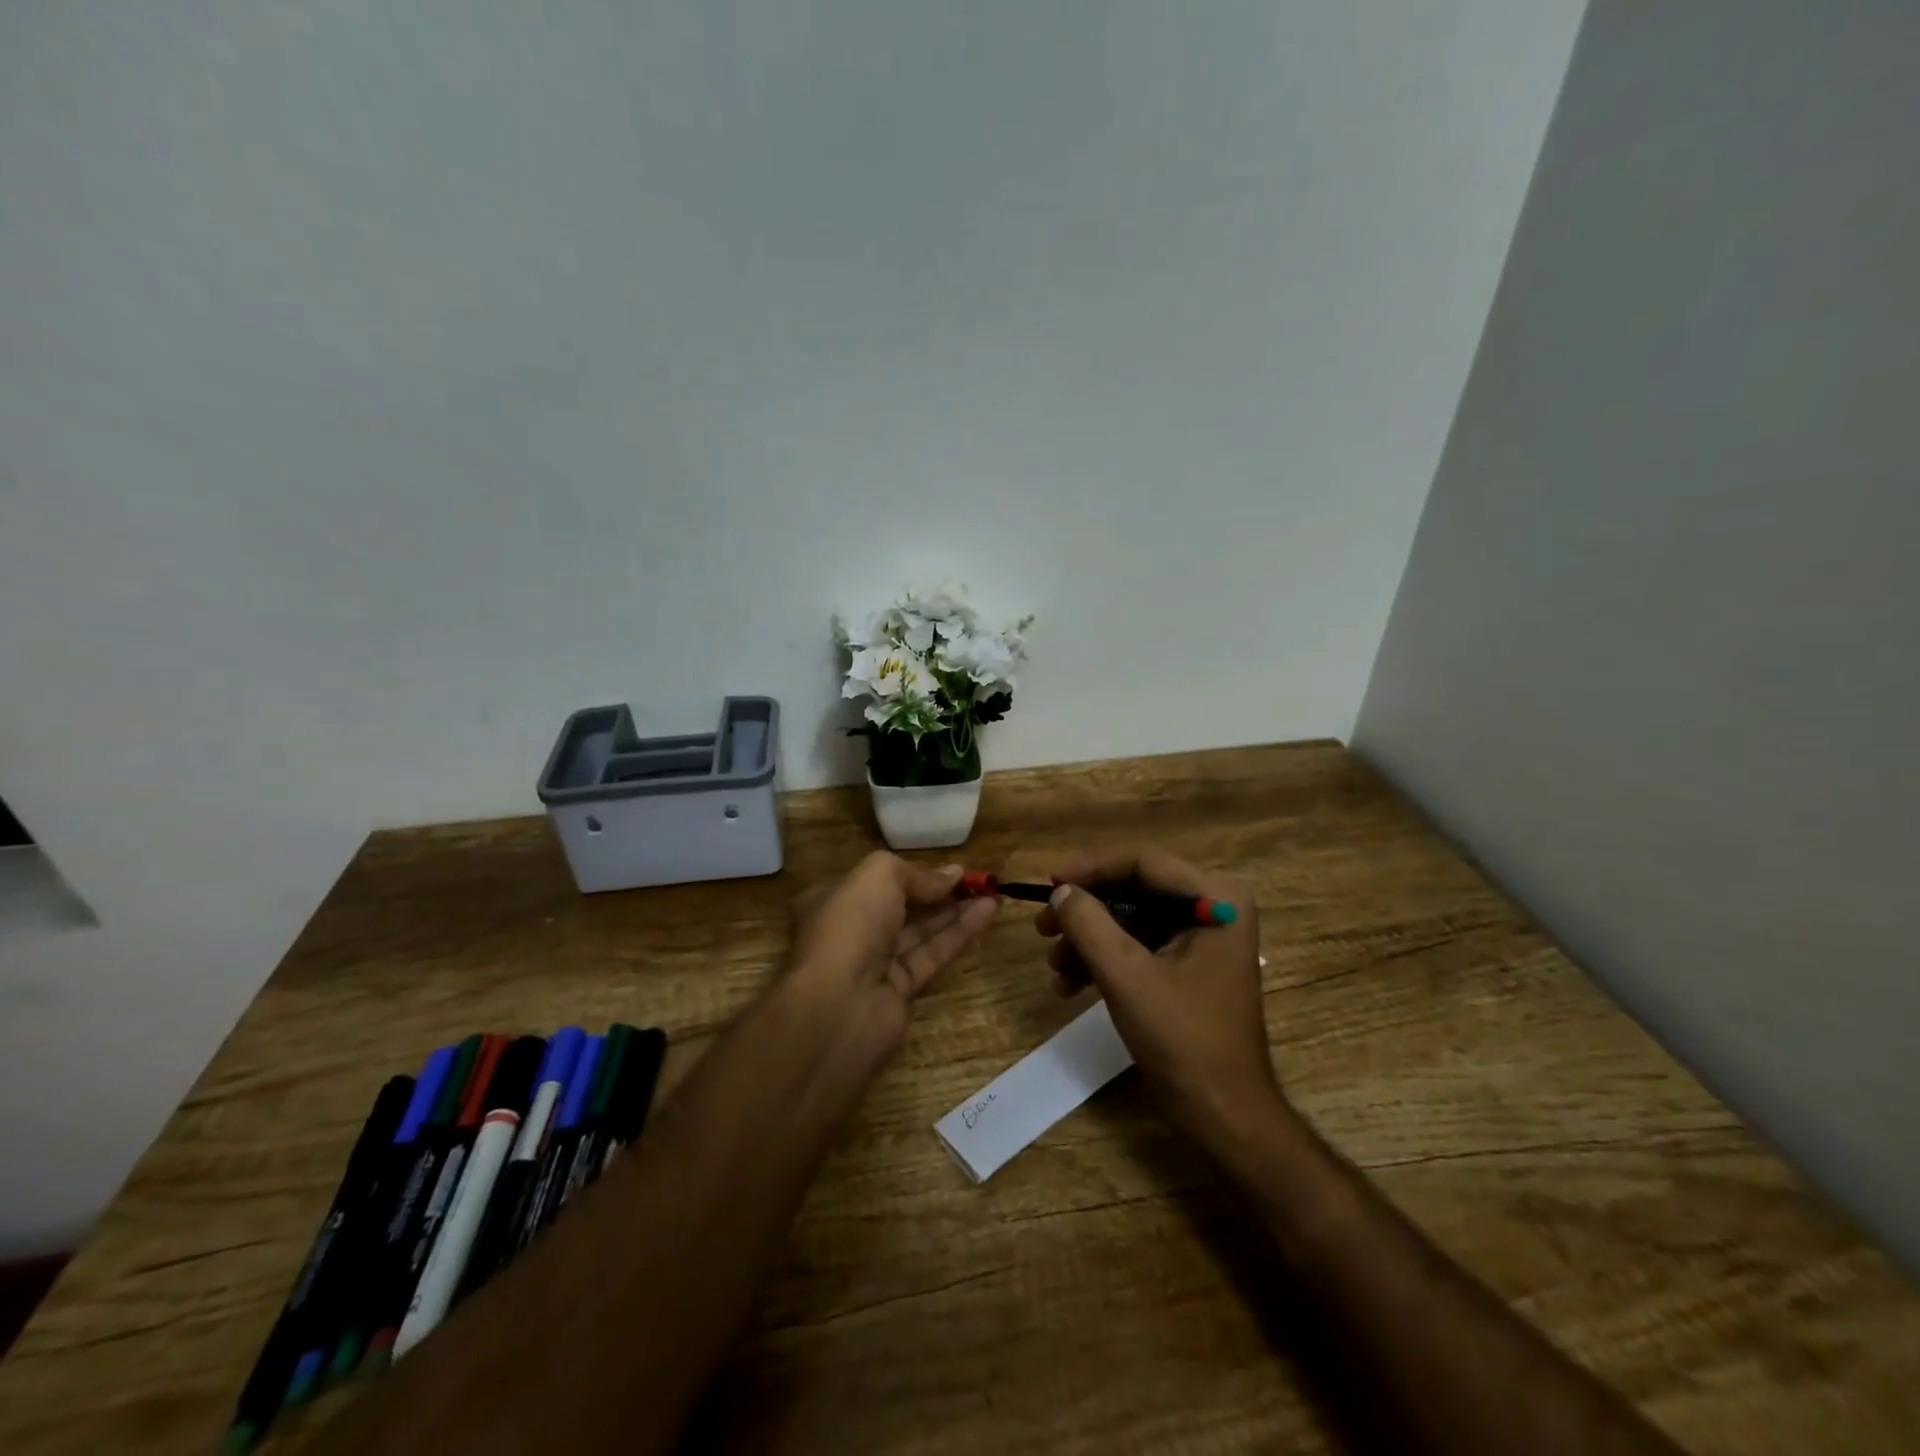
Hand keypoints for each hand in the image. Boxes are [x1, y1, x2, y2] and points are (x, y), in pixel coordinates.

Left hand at [790, 851, 997, 1047]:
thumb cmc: (851, 925)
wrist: (841, 1005)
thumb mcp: (880, 876)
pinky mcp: (900, 990)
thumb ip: (917, 873)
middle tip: (975, 879)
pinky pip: (933, 954)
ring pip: (920, 931)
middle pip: (900, 906)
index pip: (873, 882)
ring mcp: (874, 964)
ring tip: (991, 891)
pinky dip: (959, 934)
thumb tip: (953, 874)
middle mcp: (851, 931)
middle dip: (936, 891)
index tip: (945, 868)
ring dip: (955, 911)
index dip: (909, 872)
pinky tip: (987, 912)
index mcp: (831, 901)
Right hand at [1038, 847, 1278, 1147]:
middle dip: (1085, 911)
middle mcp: (1213, 908)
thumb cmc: (1184, 1041)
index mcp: (1217, 899)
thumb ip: (1089, 924)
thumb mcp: (1127, 977)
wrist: (1224, 1116)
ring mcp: (1200, 938)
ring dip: (1088, 940)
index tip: (1049, 882)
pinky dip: (1103, 960)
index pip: (1144, 863)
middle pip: (1134, 890)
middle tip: (1042, 926)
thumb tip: (1060, 891)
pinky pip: (1137, 946)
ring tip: (1053, 965)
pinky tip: (1068, 985)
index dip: (1091, 868)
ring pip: (1130, 919)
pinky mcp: (1186, 965)